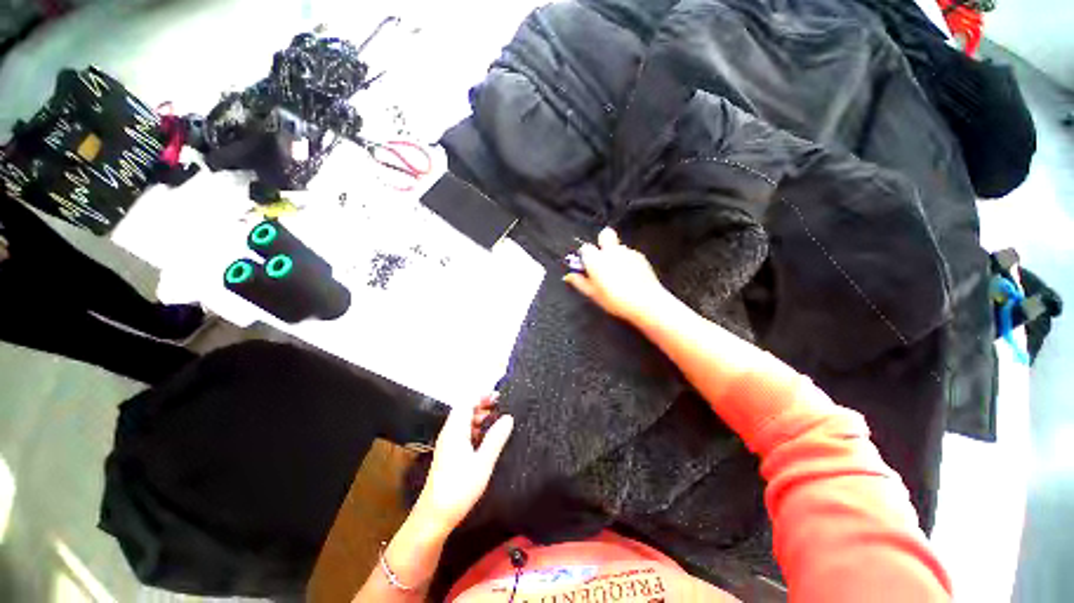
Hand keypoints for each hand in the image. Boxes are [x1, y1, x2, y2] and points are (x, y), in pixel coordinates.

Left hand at [415, 395, 513, 532]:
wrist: (434, 517)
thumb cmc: (459, 488)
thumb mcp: (483, 462)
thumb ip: (496, 438)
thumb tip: (508, 417)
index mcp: (455, 430)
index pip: (467, 402)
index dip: (482, 395)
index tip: (499, 396)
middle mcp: (450, 433)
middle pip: (465, 410)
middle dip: (483, 405)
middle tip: (503, 407)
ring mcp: (448, 444)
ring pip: (465, 422)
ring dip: (480, 418)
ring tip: (499, 421)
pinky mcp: (449, 454)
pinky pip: (464, 433)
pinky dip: (476, 430)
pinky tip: (488, 438)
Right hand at [564, 228, 669, 323]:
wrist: (646, 302)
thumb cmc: (615, 300)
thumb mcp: (593, 294)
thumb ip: (579, 282)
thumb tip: (569, 276)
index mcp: (596, 259)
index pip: (585, 247)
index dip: (585, 256)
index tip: (587, 267)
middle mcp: (611, 251)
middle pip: (605, 234)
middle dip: (602, 242)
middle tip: (602, 259)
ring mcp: (628, 252)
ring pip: (618, 246)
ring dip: (615, 254)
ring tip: (618, 273)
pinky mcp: (641, 256)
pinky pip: (630, 254)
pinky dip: (627, 261)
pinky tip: (630, 276)